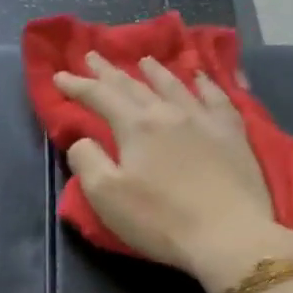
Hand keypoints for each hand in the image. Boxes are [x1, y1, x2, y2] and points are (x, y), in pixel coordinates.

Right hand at [54, 52, 292, 290]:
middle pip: (133, 85)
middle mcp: (169, 112)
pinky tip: (201, 78)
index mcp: (136, 126)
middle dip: (109, 71)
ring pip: (175, 85)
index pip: (100, 97)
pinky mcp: (233, 134)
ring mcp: (205, 120)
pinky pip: (217, 98)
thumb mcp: (106, 196)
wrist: (229, 236)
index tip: (59, 76)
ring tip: (144, 59)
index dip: (77, 86)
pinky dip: (205, 83)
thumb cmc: (160, 220)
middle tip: (92, 56)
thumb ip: (87, 161)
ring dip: (155, 71)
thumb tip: (82, 139)